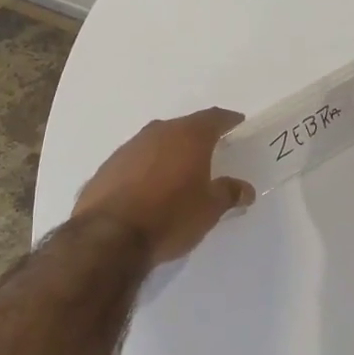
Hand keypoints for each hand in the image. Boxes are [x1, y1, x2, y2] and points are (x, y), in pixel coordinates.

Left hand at [73, 108, 254, 263]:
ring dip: (169, 152)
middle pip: (183, 126)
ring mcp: (129, 147)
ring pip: (157, 141)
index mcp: (188, 136)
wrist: (109, 236)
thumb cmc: (170, 216)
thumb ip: (228, 193)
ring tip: (179, 171)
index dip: (227, 120)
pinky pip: (136, 160)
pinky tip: (149, 187)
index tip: (237, 123)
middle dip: (197, 136)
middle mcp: (157, 132)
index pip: (213, 118)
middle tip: (210, 150)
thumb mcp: (209, 209)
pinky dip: (147, 167)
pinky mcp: (108, 166)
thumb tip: (245, 189)